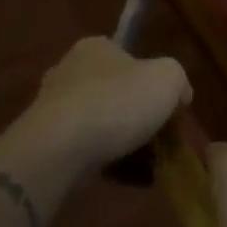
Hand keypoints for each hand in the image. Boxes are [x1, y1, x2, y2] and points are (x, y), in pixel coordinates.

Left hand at [20, 37, 190, 179]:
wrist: (61, 150)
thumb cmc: (117, 102)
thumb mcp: (168, 78)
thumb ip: (178, 80)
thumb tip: (179, 96)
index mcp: (95, 47)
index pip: (130, 58)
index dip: (153, 81)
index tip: (170, 107)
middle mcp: (69, 71)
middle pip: (115, 92)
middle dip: (138, 114)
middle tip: (162, 138)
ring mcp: (54, 109)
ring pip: (102, 123)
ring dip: (124, 141)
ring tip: (151, 164)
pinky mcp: (47, 144)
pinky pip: (87, 151)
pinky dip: (108, 162)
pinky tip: (130, 179)